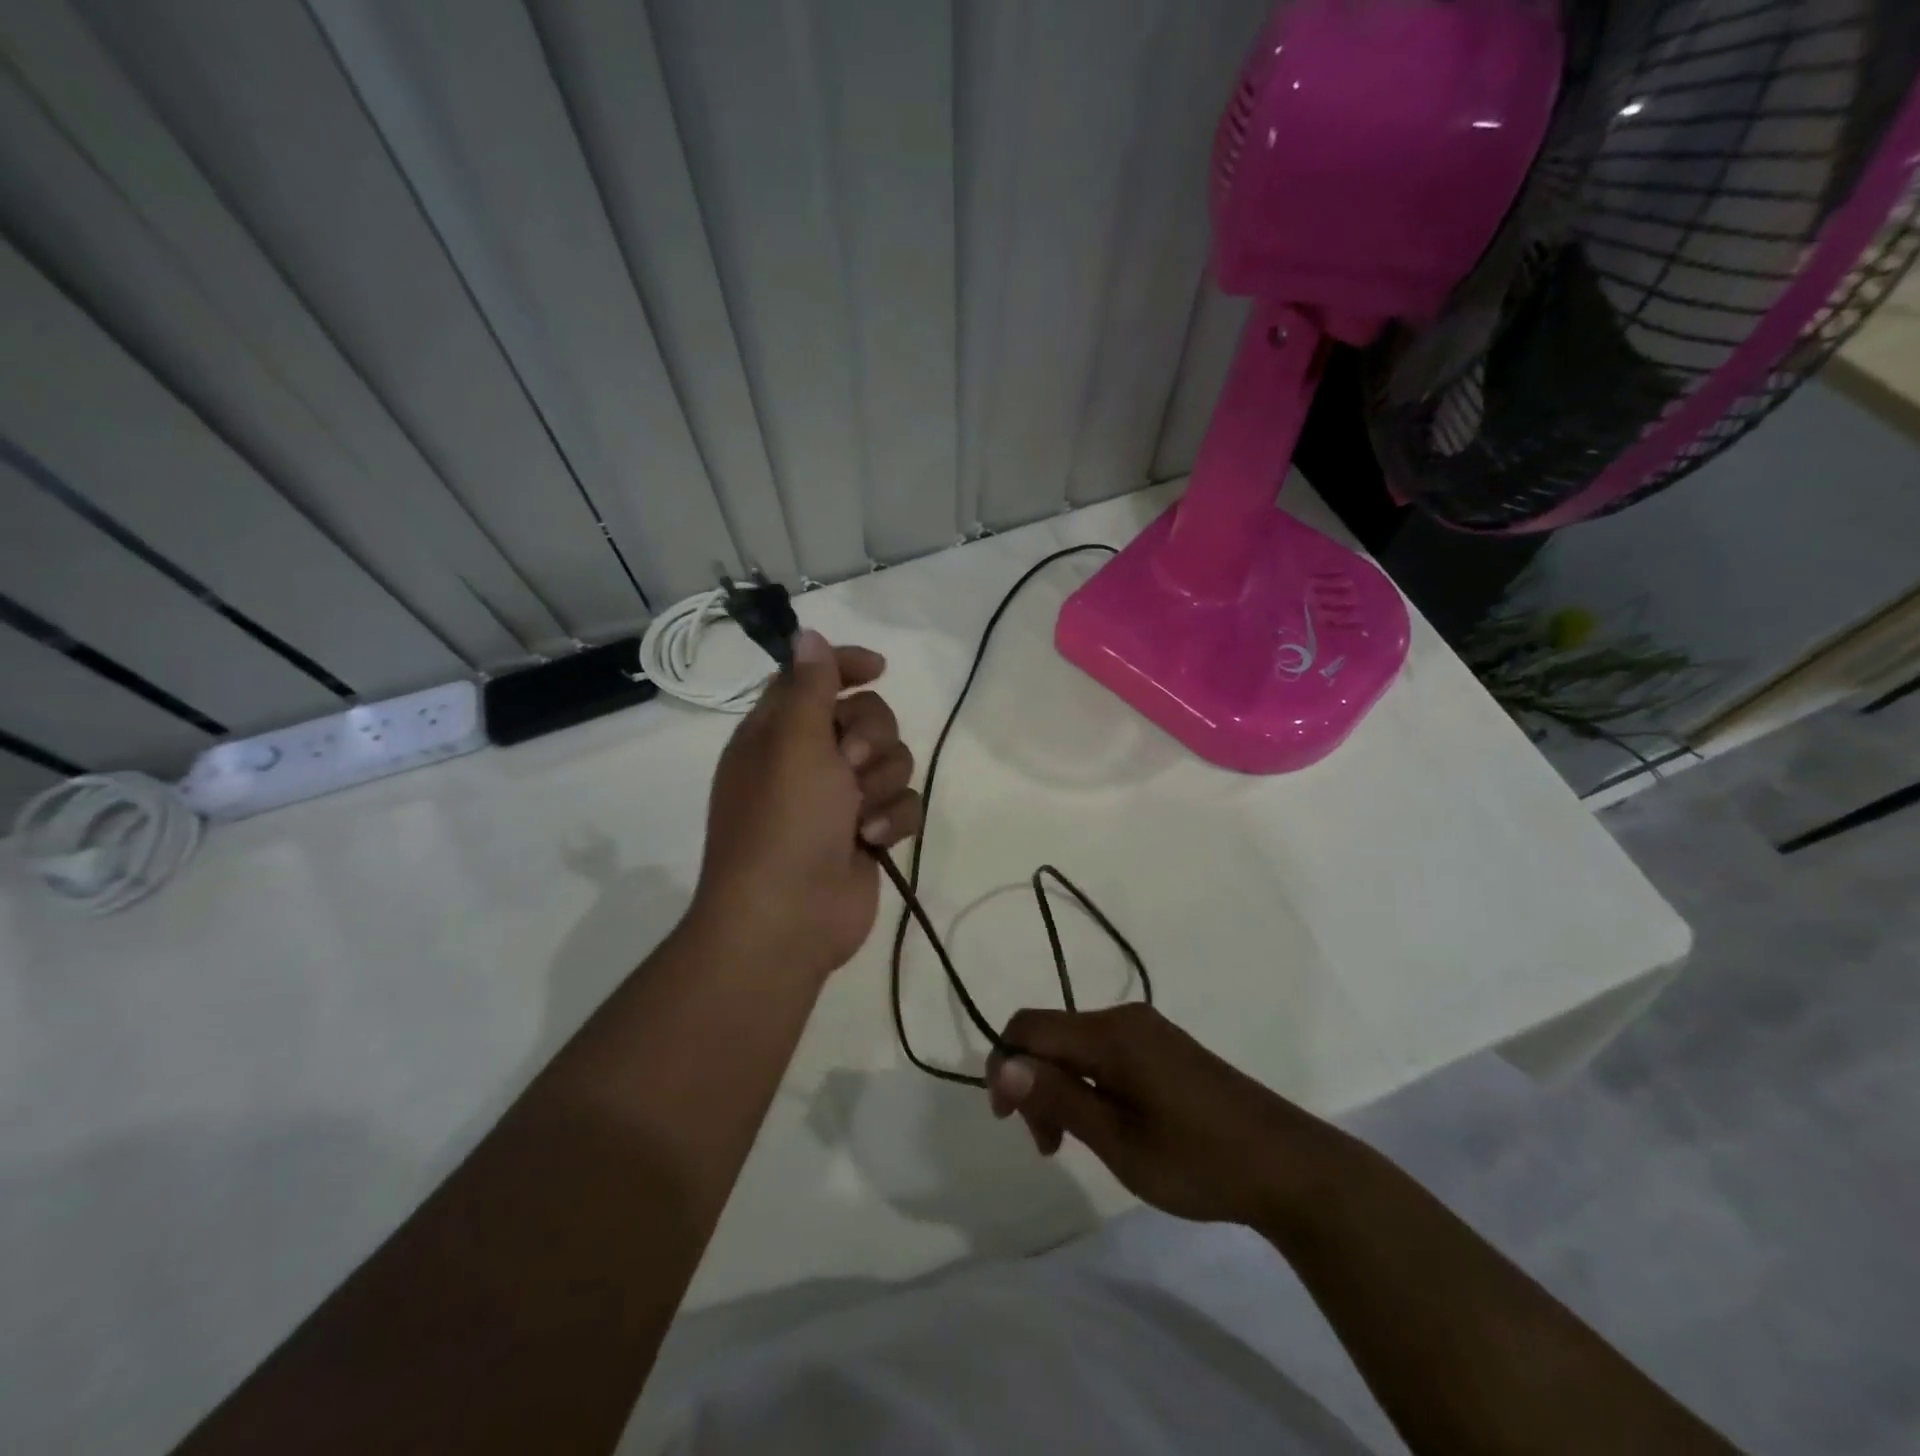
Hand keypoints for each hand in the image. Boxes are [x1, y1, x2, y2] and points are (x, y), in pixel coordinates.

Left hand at [690, 630, 923, 984]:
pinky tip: (872, 840)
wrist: (788, 918)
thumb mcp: (792, 742)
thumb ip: (809, 685)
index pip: (814, 677)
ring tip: (857, 815)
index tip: (879, 668)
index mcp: (778, 732)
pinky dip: (892, 819)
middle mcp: (809, 760)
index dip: (847, 666)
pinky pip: (903, 803)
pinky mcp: (868, 832)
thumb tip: (807, 634)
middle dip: (871, 737)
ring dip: (881, 783)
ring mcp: (841, 799)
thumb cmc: (784, 822)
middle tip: (848, 764)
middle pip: (868, 716)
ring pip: (893, 760)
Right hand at [987, 1004, 1327, 1227]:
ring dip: (1060, 1087)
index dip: (1005, 1064)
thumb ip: (1060, 1097)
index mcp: (1111, 1033)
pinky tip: (1104, 1123)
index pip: (1030, 1026)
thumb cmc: (1198, 1159)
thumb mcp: (1119, 1140)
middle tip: (1048, 1145)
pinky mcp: (1163, 1048)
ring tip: (1071, 1143)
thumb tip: (1005, 1066)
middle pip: (1052, 1035)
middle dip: (1034, 1082)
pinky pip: (1105, 1053)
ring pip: (1077, 1046)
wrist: (1288, 1166)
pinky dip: (1088, 1084)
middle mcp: (1125, 1019)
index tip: (1008, 1120)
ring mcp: (1148, 1032)